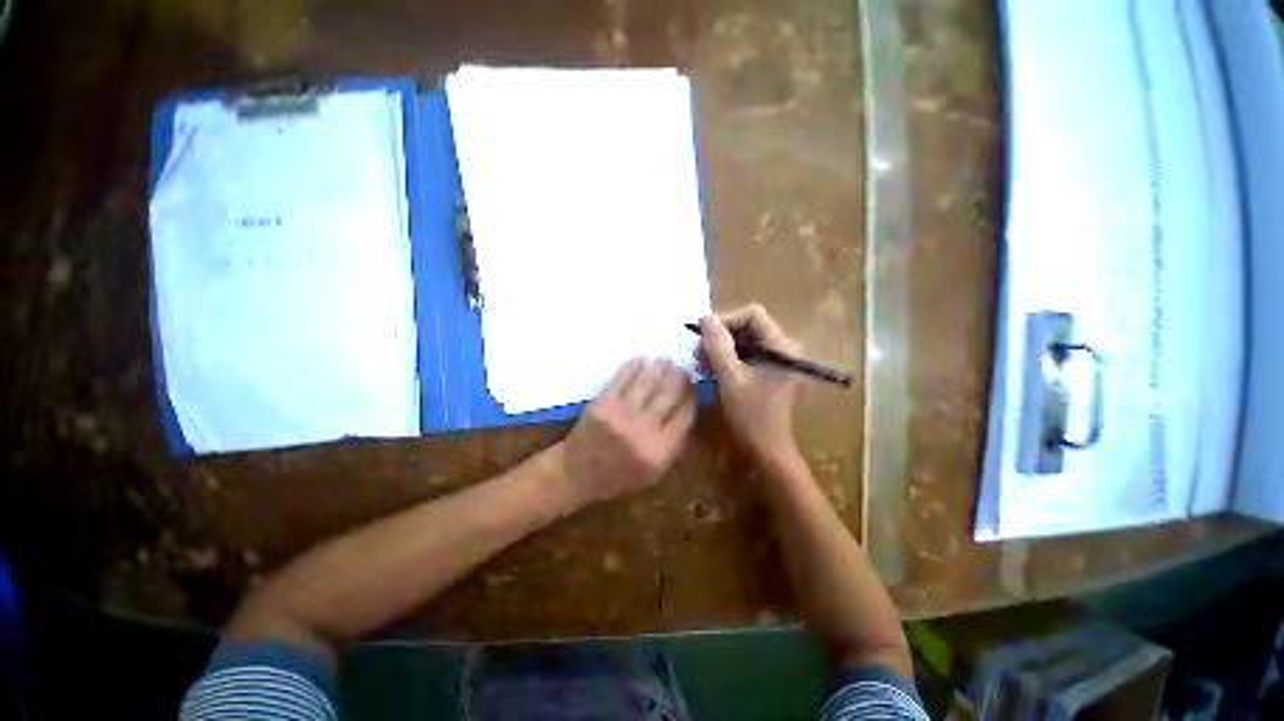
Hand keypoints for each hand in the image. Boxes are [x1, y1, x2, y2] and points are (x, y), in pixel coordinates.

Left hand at [555, 358, 696, 502]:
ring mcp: (621, 415)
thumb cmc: (619, 476)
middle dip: (680, 377)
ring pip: (648, 382)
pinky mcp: (602, 403)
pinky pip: (622, 378)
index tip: (694, 387)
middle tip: (683, 368)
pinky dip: (634, 366)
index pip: (685, 416)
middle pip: (669, 395)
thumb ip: (674, 446)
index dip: (692, 397)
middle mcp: (643, 431)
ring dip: (660, 367)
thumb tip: (688, 412)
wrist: (578, 473)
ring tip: (665, 360)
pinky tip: (642, 360)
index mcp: (659, 451)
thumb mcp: (654, 473)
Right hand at [699, 305, 802, 462]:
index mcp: (781, 346)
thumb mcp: (730, 378)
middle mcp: (782, 347)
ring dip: (720, 348)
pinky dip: (726, 358)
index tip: (704, 336)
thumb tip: (705, 317)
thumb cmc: (751, 415)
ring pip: (743, 340)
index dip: (726, 320)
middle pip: (747, 326)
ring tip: (700, 362)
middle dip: (720, 335)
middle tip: (698, 352)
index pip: (752, 315)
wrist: (767, 449)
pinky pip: (744, 354)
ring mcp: (775, 359)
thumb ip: (718, 345)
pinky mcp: (767, 370)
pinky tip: (710, 369)